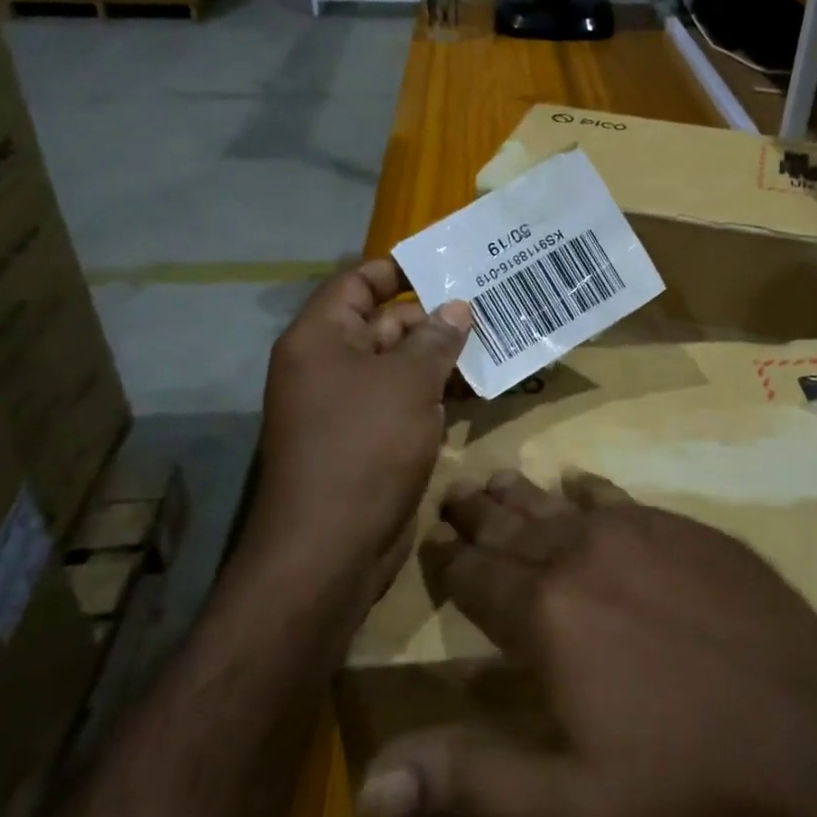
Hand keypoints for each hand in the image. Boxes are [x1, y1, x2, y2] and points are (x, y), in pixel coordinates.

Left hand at [255, 259, 471, 595]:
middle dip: (434, 317)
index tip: (447, 265)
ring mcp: (347, 405)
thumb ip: (435, 339)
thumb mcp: (408, 382)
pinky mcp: (367, 440)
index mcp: (321, 338)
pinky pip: (403, 400)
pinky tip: (477, 389)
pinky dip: (435, 392)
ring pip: (399, 365)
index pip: (357, 282)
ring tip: (495, 343)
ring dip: (441, 357)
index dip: (398, 268)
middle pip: (383, 323)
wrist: (330, 550)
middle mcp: (328, 365)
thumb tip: (457, 308)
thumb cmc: (364, 446)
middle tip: (489, 308)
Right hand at [354, 471, 816, 816]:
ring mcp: (639, 531)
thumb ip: (468, 783)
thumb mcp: (570, 809)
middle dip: (477, 511)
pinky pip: (619, 496)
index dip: (447, 559)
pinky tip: (580, 484)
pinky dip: (588, 491)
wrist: (815, 732)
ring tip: (496, 478)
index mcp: (545, 613)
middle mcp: (582, 553)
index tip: (428, 538)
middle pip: (513, 525)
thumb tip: (369, 787)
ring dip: (523, 494)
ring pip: (560, 503)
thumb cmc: (687, 780)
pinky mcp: (685, 528)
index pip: (475, 575)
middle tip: (452, 491)